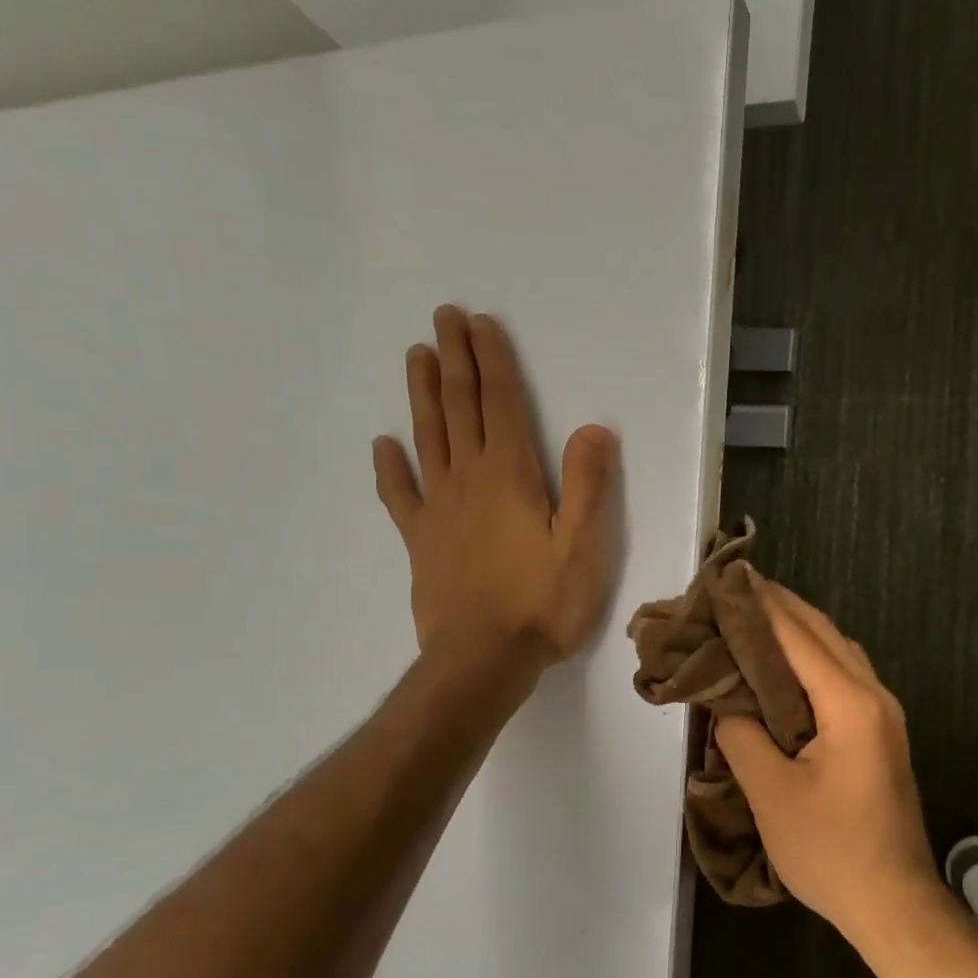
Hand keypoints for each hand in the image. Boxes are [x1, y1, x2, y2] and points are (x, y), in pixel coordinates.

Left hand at [372, 305, 619, 670]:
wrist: (483, 660)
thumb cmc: (543, 603)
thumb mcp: (584, 545)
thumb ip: (588, 484)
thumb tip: (593, 429)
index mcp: (510, 475)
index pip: (501, 403)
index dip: (493, 360)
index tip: (480, 323)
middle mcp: (469, 479)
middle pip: (459, 407)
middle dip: (454, 359)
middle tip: (442, 317)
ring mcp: (439, 509)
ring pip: (428, 438)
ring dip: (423, 394)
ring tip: (417, 356)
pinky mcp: (421, 541)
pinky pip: (400, 495)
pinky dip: (391, 467)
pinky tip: (384, 445)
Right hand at [714, 582, 939, 943]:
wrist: (894, 902)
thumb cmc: (831, 851)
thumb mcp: (772, 795)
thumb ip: (743, 735)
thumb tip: (725, 699)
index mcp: (849, 703)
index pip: (798, 636)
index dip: (760, 605)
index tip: (725, 580)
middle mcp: (873, 694)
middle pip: (823, 632)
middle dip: (779, 606)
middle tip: (734, 589)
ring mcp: (884, 711)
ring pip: (837, 649)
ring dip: (798, 627)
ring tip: (753, 615)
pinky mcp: (881, 729)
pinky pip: (844, 672)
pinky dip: (812, 655)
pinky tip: (785, 662)